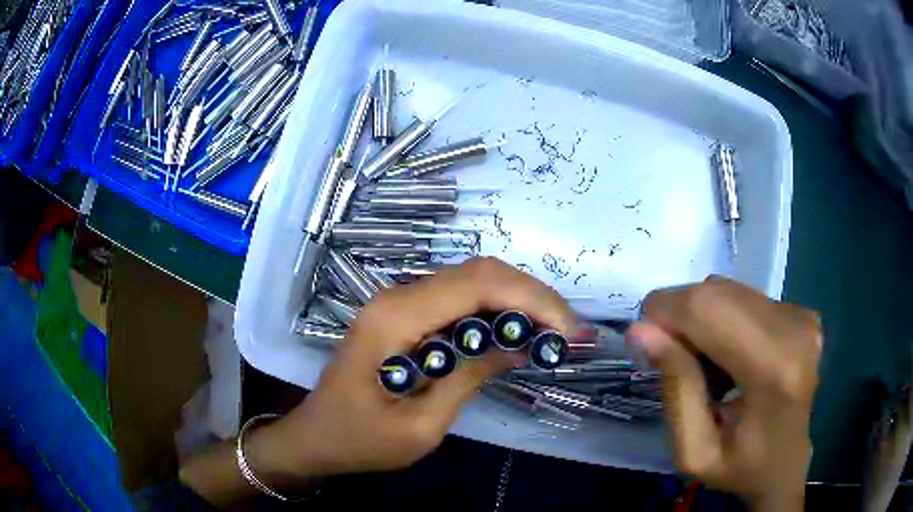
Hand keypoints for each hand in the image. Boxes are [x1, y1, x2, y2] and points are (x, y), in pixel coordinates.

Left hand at [253, 257, 574, 483]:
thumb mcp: (420, 426)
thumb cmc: (359, 440)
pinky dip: (495, 310)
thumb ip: (469, 379)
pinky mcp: (403, 315)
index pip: (478, 285)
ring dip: (518, 300)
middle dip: (533, 296)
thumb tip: (518, 348)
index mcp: (396, 319)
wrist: (315, 436)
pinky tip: (516, 333)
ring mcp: (398, 303)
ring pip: (472, 281)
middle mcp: (397, 298)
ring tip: (552, 331)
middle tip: (568, 331)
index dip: (533, 300)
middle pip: (479, 273)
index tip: (569, 332)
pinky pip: (458, 300)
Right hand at [627, 277, 820, 511]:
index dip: (664, 314)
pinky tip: (729, 357)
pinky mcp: (800, 310)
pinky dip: (723, 322)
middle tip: (673, 365)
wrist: (787, 463)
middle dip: (680, 319)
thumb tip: (640, 330)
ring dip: (702, 322)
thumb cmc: (740, 468)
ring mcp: (801, 315)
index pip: (707, 308)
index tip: (646, 347)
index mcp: (775, 369)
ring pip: (727, 291)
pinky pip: (743, 298)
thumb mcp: (693, 451)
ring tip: (706, 368)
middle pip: (716, 293)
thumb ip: (675, 390)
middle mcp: (794, 328)